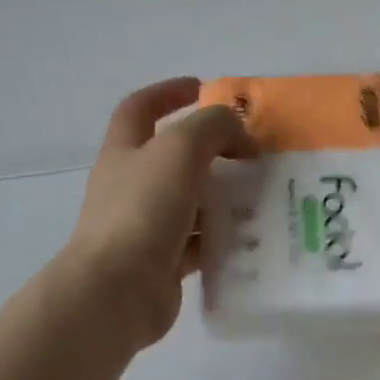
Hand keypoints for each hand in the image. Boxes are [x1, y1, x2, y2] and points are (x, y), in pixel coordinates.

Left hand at [66, 77, 252, 348]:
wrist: (116, 292)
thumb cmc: (142, 209)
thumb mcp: (180, 149)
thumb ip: (214, 127)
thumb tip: (240, 136)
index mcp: (125, 152)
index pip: (139, 108)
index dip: (167, 93)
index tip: (202, 88)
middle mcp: (131, 186)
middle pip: (172, 157)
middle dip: (211, 150)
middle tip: (251, 151)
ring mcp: (145, 226)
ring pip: (191, 201)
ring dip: (224, 196)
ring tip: (263, 193)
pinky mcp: (163, 263)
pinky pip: (200, 243)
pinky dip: (224, 237)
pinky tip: (253, 235)